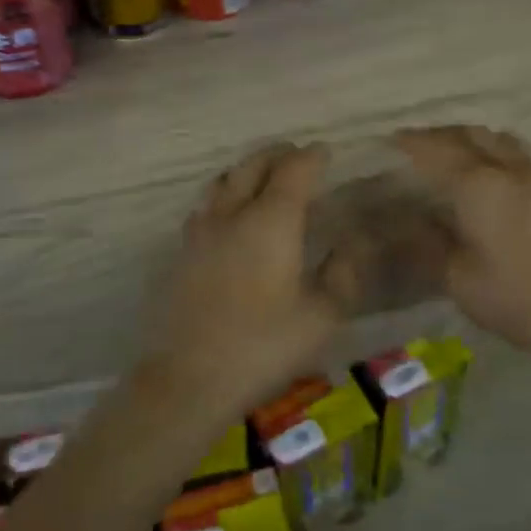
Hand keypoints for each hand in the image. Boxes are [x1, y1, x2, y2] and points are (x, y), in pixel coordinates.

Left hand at [144, 142, 354, 418]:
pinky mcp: (182, 251)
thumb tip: (349, 246)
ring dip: (247, 170)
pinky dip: (224, 196)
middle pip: (254, 164)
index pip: (295, 169)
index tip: (326, 152)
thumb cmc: (263, 345)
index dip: (313, 156)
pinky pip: (205, 205)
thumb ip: (342, 274)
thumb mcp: (322, 316)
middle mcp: (234, 213)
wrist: (189, 379)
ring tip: (263, 178)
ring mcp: (202, 230)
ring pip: (224, 180)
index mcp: (272, 220)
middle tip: (297, 155)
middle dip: (278, 154)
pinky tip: (230, 217)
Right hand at [393, 125, 530, 372]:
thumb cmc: (526, 302)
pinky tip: (499, 174)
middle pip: (469, 134)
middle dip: (439, 134)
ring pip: (499, 139)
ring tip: (456, 153)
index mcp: (479, 187)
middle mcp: (510, 168)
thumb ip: (432, 246)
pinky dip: (500, 151)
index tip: (389, 140)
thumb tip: (411, 222)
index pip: (434, 151)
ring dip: (472, 138)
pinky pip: (523, 153)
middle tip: (418, 145)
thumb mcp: (464, 283)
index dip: (409, 142)